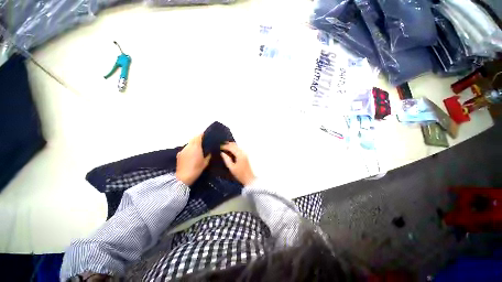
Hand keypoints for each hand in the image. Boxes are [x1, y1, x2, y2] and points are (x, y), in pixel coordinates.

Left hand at [176, 135, 210, 185]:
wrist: (183, 178)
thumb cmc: (196, 169)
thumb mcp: (206, 162)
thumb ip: (208, 155)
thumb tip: (210, 150)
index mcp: (196, 147)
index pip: (198, 136)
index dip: (203, 135)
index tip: (207, 135)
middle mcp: (188, 146)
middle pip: (193, 138)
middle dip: (198, 139)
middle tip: (204, 142)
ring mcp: (183, 150)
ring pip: (189, 143)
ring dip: (194, 144)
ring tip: (198, 148)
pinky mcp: (179, 154)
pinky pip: (186, 148)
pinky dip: (189, 149)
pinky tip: (192, 154)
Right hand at [220, 142, 255, 185]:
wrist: (249, 178)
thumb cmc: (240, 174)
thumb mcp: (231, 168)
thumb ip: (226, 159)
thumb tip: (222, 153)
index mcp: (239, 155)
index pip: (231, 147)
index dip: (224, 146)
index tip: (219, 147)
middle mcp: (243, 152)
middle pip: (234, 145)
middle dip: (227, 144)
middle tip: (221, 146)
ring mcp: (245, 153)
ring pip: (237, 146)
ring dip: (230, 146)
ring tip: (224, 148)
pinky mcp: (245, 155)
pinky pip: (238, 149)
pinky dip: (233, 148)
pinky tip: (230, 151)